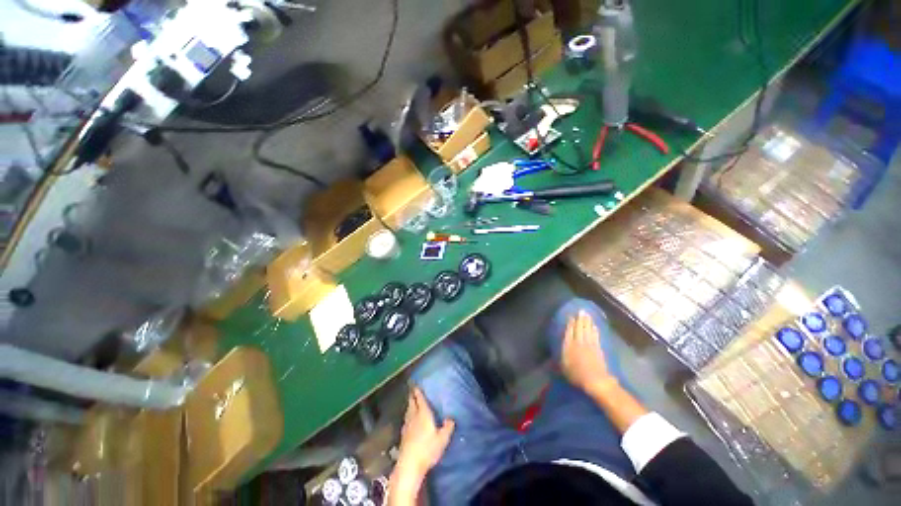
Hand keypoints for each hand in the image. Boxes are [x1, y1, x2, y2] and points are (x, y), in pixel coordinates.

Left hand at [395, 387, 455, 481]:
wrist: (409, 464)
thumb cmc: (427, 449)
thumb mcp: (442, 439)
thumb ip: (447, 428)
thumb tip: (452, 419)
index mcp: (423, 414)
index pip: (420, 399)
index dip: (418, 391)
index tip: (416, 383)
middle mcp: (414, 416)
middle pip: (412, 402)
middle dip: (412, 395)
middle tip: (412, 388)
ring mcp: (407, 425)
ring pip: (408, 410)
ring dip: (410, 404)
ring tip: (411, 401)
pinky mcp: (403, 434)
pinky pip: (406, 419)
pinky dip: (408, 415)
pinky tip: (409, 419)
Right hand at [560, 310, 618, 396]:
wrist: (595, 380)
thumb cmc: (576, 375)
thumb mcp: (564, 367)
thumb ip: (561, 357)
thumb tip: (559, 350)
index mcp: (569, 346)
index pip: (569, 332)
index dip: (570, 323)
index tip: (571, 316)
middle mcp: (578, 342)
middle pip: (579, 328)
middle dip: (580, 319)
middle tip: (581, 311)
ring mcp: (589, 344)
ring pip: (587, 330)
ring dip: (587, 322)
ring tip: (587, 315)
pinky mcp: (598, 348)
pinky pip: (595, 336)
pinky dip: (595, 330)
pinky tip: (594, 326)